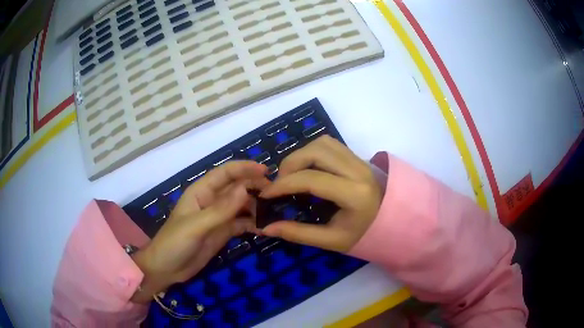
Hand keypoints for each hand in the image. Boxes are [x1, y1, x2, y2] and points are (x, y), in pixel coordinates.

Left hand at [131, 161, 267, 302]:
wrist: (166, 269)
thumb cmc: (175, 243)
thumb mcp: (196, 226)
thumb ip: (221, 209)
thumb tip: (246, 189)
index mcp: (201, 192)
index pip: (225, 173)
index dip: (244, 168)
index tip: (266, 170)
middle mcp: (212, 201)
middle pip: (237, 188)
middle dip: (255, 187)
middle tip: (276, 194)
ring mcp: (219, 218)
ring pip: (242, 205)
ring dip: (257, 206)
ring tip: (275, 210)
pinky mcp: (223, 233)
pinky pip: (242, 223)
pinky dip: (253, 223)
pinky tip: (265, 228)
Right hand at [260, 136, 382, 252]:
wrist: (393, 222)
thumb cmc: (364, 235)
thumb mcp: (332, 240)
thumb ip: (299, 233)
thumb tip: (267, 228)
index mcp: (354, 195)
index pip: (312, 179)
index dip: (283, 184)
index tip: (266, 193)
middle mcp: (358, 171)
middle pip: (315, 152)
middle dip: (290, 164)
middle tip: (279, 183)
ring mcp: (359, 160)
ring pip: (322, 143)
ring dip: (301, 155)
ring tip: (292, 174)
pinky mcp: (357, 157)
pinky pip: (330, 144)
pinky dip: (312, 151)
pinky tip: (307, 168)